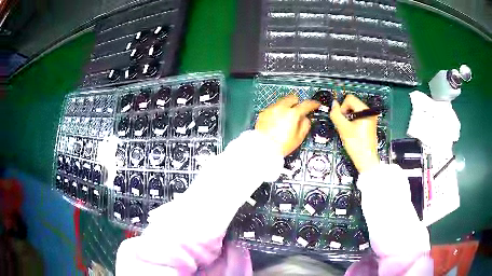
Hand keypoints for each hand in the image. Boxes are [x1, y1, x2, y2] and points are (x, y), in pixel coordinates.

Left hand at [255, 94, 319, 156]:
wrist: (263, 148)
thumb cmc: (282, 145)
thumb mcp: (299, 138)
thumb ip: (305, 125)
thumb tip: (305, 119)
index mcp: (292, 114)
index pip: (306, 104)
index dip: (313, 104)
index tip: (316, 104)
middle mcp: (281, 108)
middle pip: (292, 98)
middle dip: (297, 102)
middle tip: (299, 110)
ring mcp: (271, 109)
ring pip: (282, 101)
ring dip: (286, 106)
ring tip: (287, 117)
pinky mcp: (263, 113)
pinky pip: (273, 108)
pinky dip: (277, 111)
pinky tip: (277, 121)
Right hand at [330, 95, 378, 172]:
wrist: (366, 160)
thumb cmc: (356, 145)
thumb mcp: (343, 128)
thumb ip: (336, 114)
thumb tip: (333, 104)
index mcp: (365, 110)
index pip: (349, 99)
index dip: (342, 108)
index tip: (343, 120)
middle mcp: (370, 112)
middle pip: (352, 104)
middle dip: (346, 113)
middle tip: (345, 126)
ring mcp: (371, 118)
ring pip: (354, 111)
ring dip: (349, 118)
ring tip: (349, 130)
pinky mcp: (370, 124)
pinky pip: (358, 117)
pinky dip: (353, 122)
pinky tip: (353, 132)